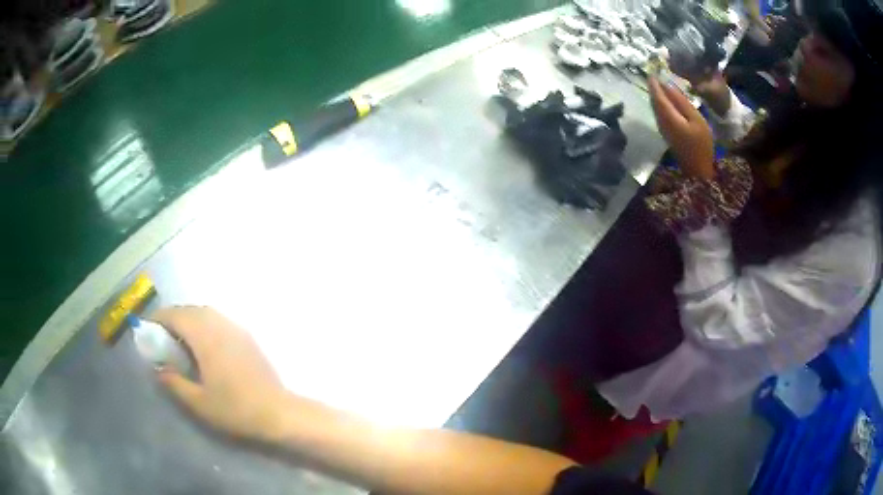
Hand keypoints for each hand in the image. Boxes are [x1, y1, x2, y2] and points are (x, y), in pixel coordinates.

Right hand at [151, 306, 287, 441]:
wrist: (278, 412)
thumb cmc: (235, 409)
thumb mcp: (198, 402)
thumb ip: (174, 383)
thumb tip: (158, 369)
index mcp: (206, 337)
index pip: (176, 315)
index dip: (159, 318)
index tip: (148, 329)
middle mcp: (220, 325)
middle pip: (191, 310)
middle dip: (173, 318)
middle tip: (161, 336)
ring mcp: (236, 329)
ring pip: (206, 313)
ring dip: (189, 319)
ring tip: (179, 340)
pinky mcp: (246, 337)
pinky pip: (219, 320)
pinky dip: (204, 324)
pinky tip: (203, 345)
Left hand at [649, 77, 714, 179]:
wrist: (698, 170)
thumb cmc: (701, 143)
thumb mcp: (696, 119)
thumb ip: (681, 101)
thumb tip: (668, 85)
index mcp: (667, 116)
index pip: (657, 95)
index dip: (654, 82)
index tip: (652, 69)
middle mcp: (660, 120)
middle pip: (653, 100)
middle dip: (653, 86)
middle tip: (654, 72)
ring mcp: (661, 127)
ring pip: (655, 106)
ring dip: (656, 94)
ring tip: (659, 81)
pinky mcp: (665, 132)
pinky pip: (659, 112)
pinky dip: (659, 103)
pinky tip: (665, 98)